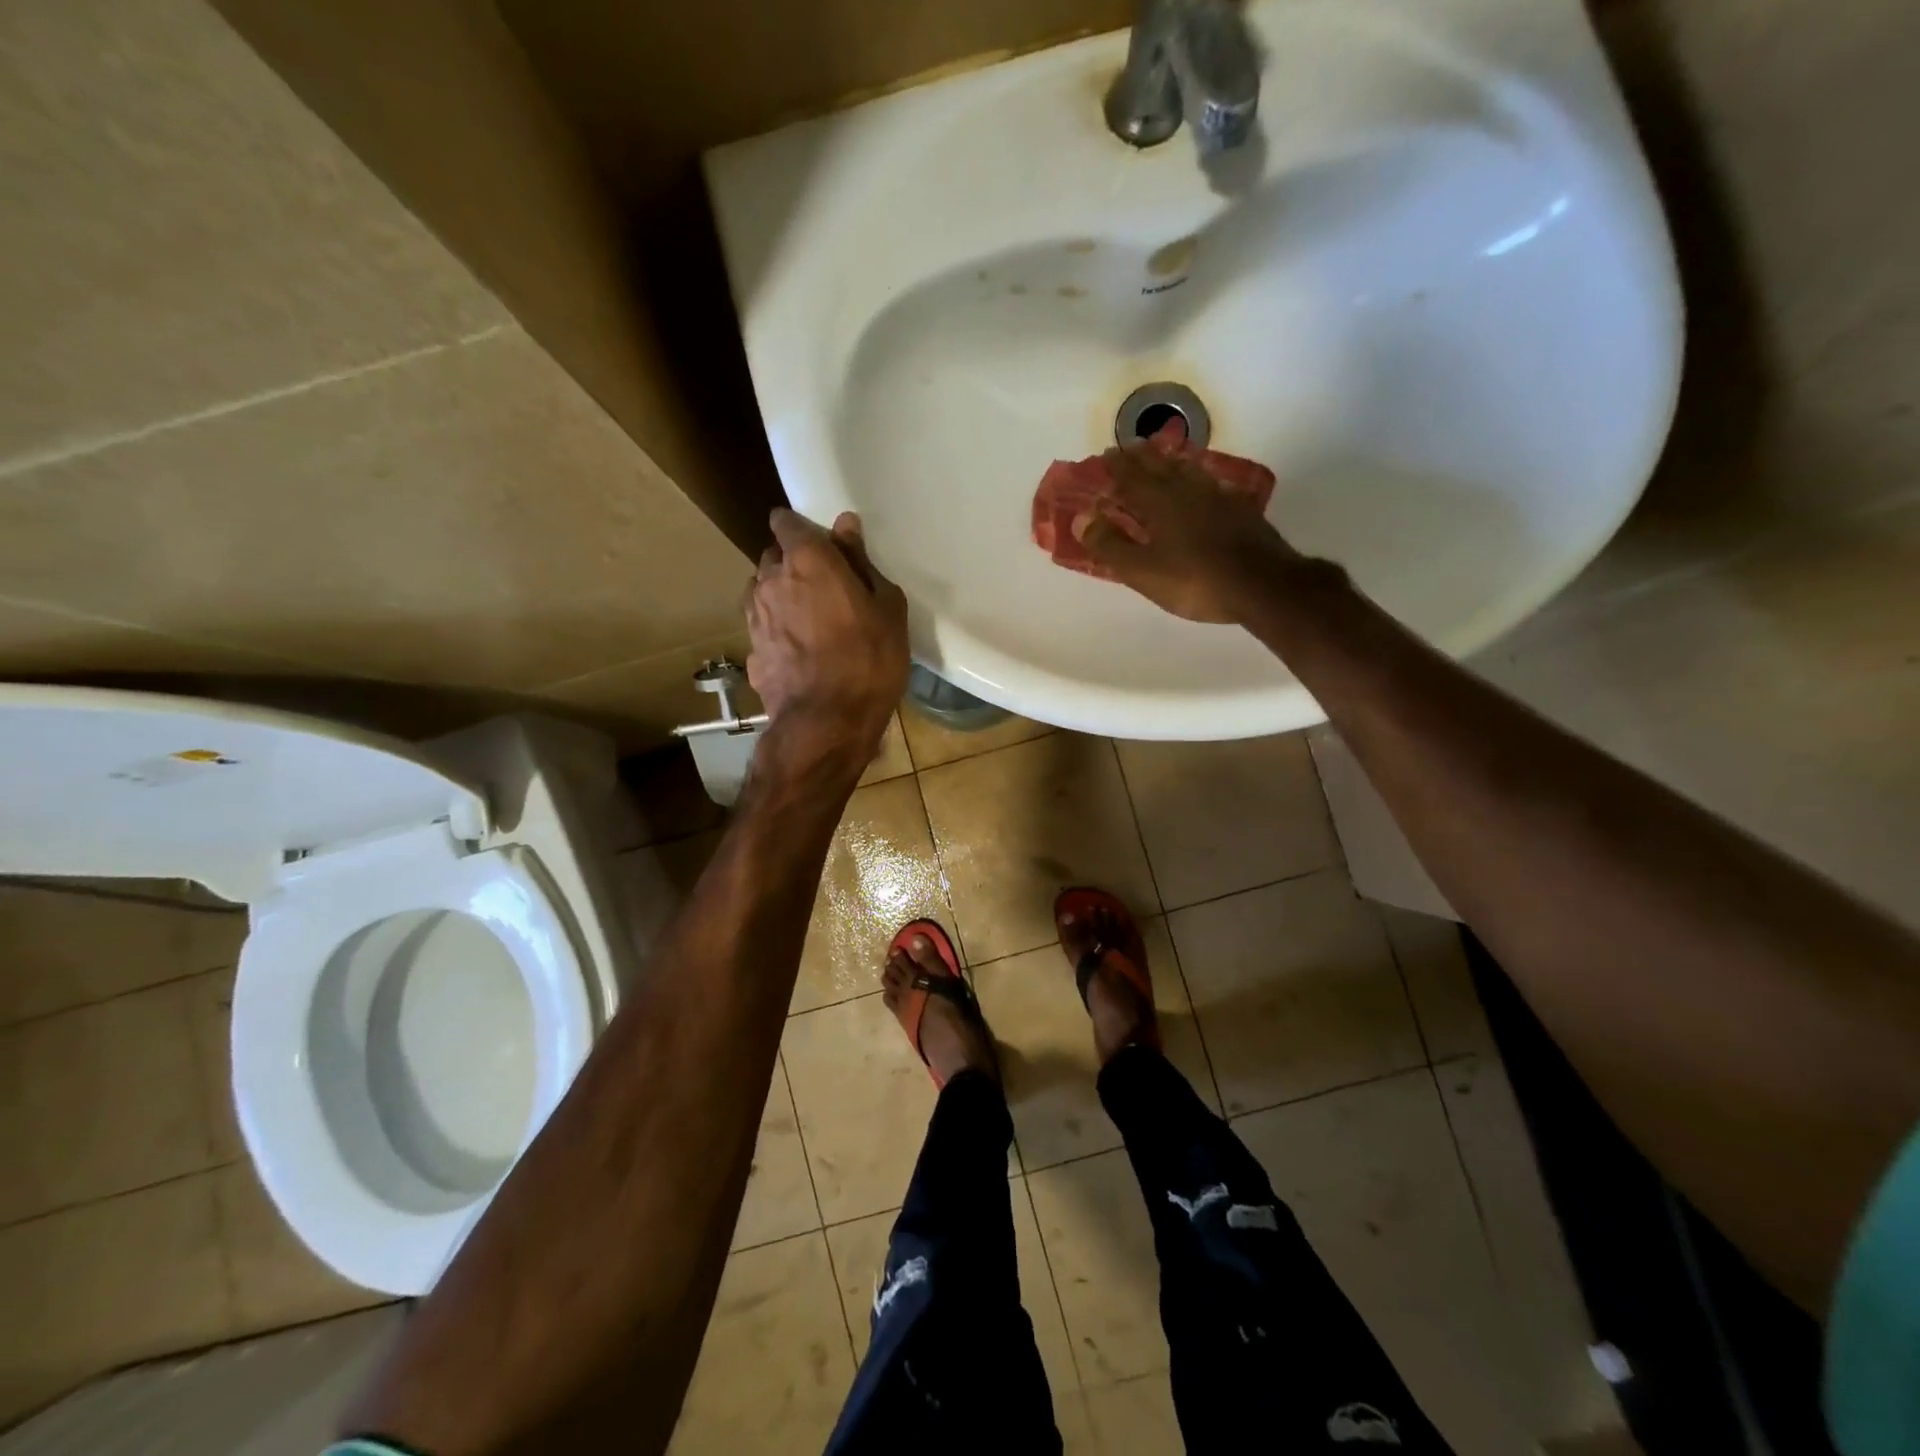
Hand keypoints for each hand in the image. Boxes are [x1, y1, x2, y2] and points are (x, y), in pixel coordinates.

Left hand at [745, 508, 909, 760]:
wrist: (826, 722)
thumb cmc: (868, 660)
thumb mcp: (886, 609)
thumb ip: (861, 563)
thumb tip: (845, 526)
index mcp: (807, 560)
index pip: (787, 522)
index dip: (801, 529)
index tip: (821, 545)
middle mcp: (770, 579)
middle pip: (774, 557)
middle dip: (794, 564)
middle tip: (825, 587)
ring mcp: (754, 616)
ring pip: (764, 591)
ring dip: (782, 596)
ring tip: (811, 621)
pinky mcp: (750, 650)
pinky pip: (764, 626)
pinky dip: (778, 630)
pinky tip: (799, 651)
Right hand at [1073, 444, 1299, 623]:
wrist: (1262, 584)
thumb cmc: (1194, 580)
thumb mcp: (1142, 571)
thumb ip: (1110, 545)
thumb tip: (1082, 518)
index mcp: (1159, 502)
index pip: (1132, 476)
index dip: (1117, 466)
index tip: (1106, 455)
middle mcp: (1188, 490)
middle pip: (1161, 466)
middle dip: (1142, 457)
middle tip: (1130, 449)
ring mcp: (1218, 496)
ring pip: (1189, 471)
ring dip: (1171, 462)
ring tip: (1163, 459)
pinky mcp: (1240, 509)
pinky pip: (1211, 484)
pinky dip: (1197, 479)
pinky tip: (1201, 486)